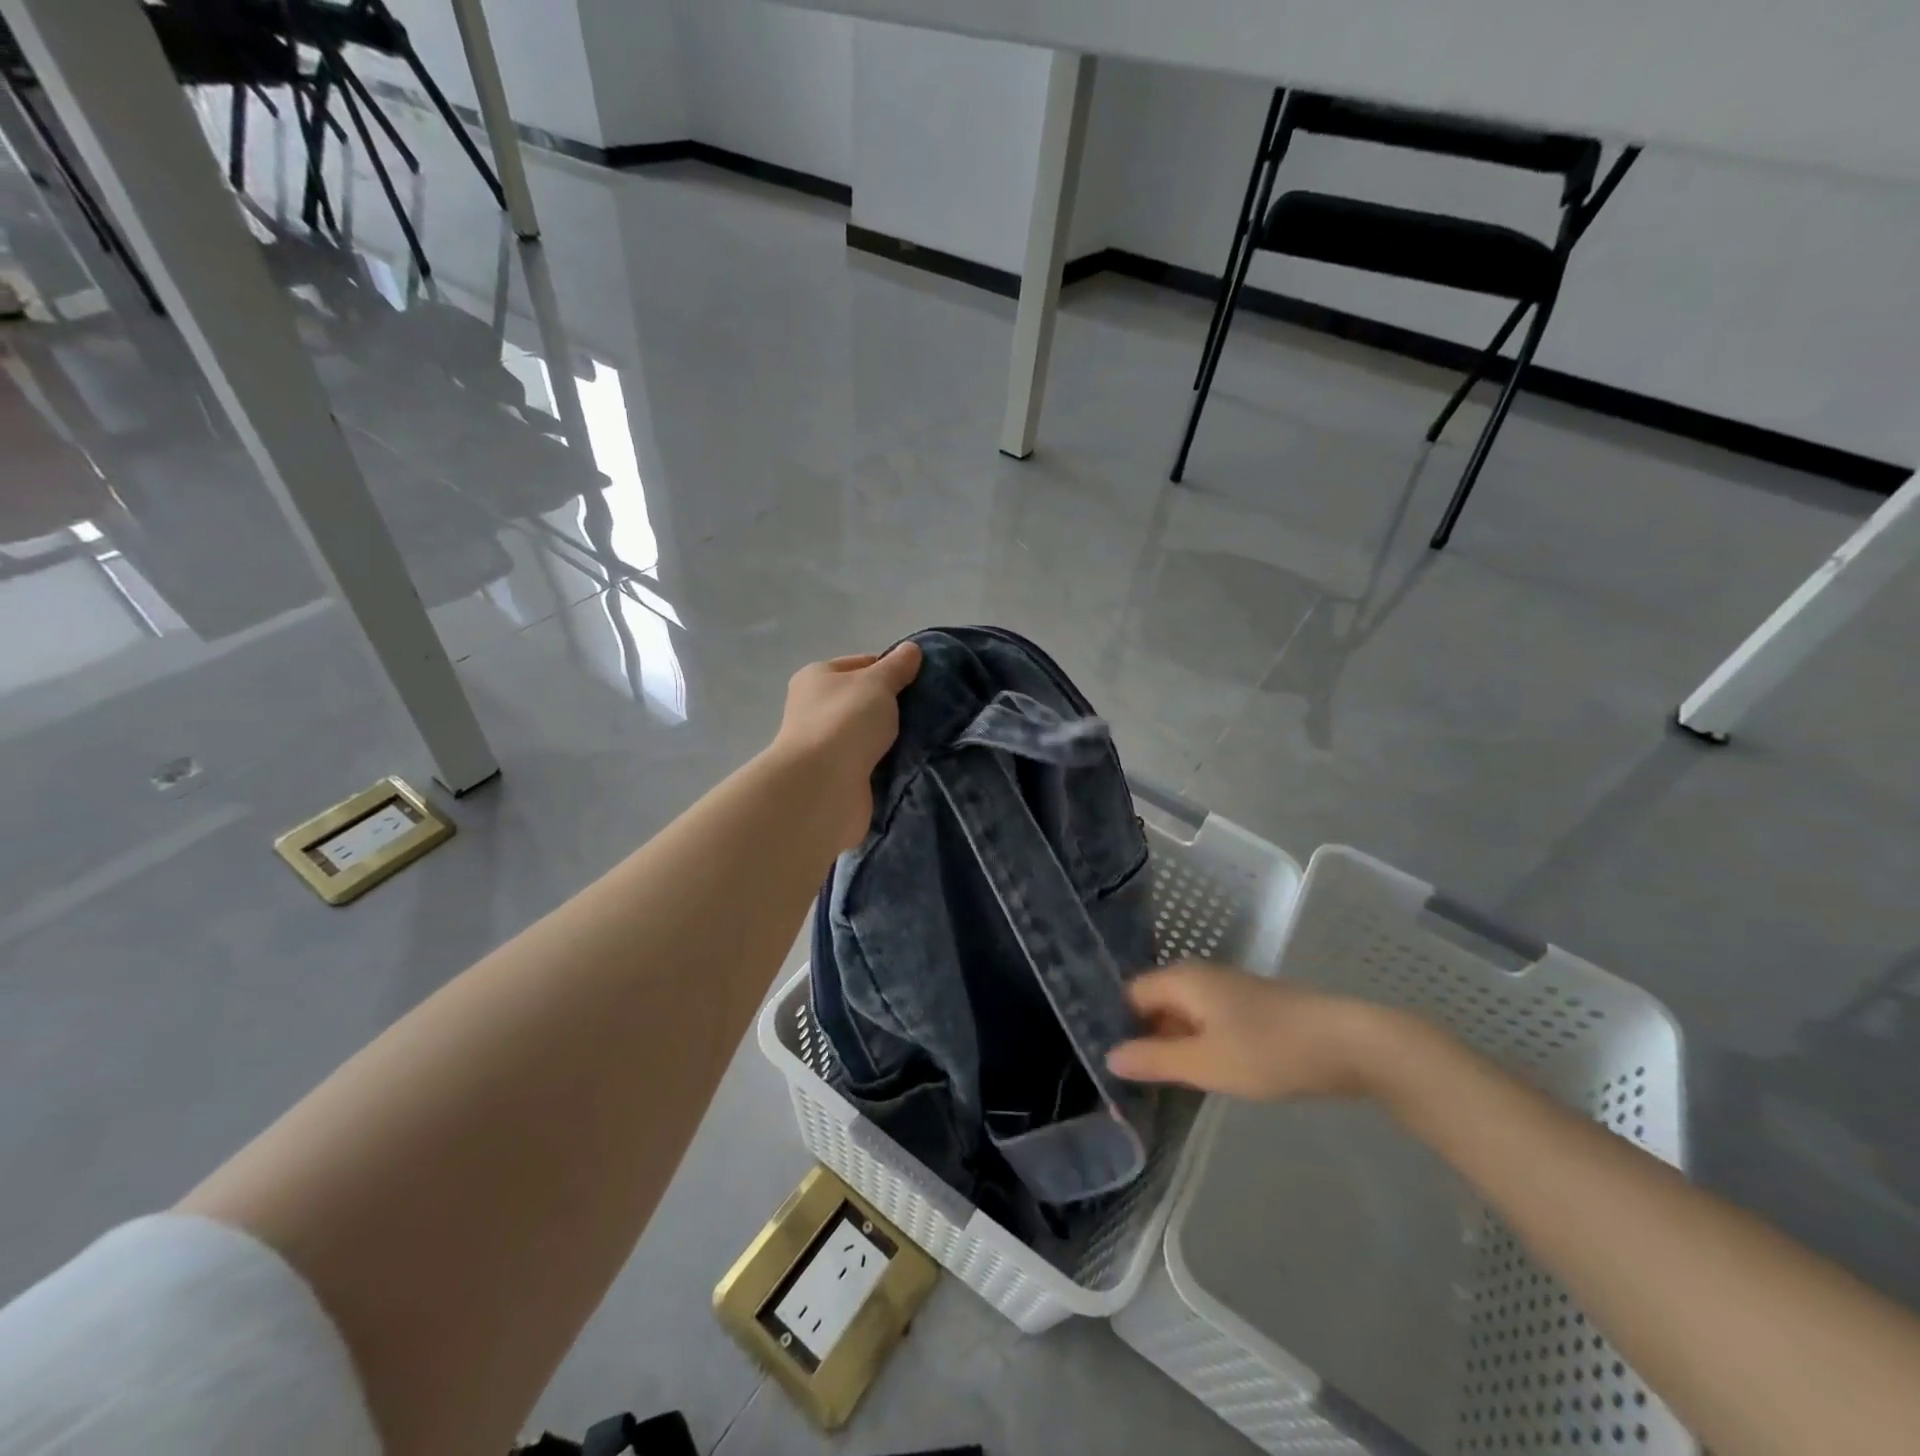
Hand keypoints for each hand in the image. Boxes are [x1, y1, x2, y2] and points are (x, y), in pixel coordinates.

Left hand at [768, 642, 923, 851]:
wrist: (823, 787)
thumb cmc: (845, 721)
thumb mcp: (877, 683)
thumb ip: (897, 666)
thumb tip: (911, 650)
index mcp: (817, 678)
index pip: (861, 664)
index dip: (891, 670)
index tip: (920, 683)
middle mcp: (815, 709)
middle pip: (865, 702)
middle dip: (894, 708)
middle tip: (928, 712)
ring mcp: (826, 746)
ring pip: (870, 735)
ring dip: (893, 739)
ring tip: (928, 739)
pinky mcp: (838, 777)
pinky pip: (872, 765)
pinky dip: (889, 765)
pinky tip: (913, 765)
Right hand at [1106, 962, 1401, 1101]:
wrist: (1349, 1044)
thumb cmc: (1269, 1050)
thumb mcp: (1205, 1063)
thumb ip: (1154, 1060)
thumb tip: (1109, 1056)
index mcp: (1182, 980)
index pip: (1130, 995)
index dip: (1117, 1025)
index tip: (1109, 1062)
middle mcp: (1199, 976)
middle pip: (1155, 1003)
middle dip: (1143, 1037)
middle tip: (1131, 1081)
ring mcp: (1227, 990)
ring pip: (1183, 1014)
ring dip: (1172, 1043)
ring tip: (1162, 1084)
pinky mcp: (1250, 1007)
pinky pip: (1207, 1021)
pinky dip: (1198, 1043)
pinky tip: (1202, 1073)